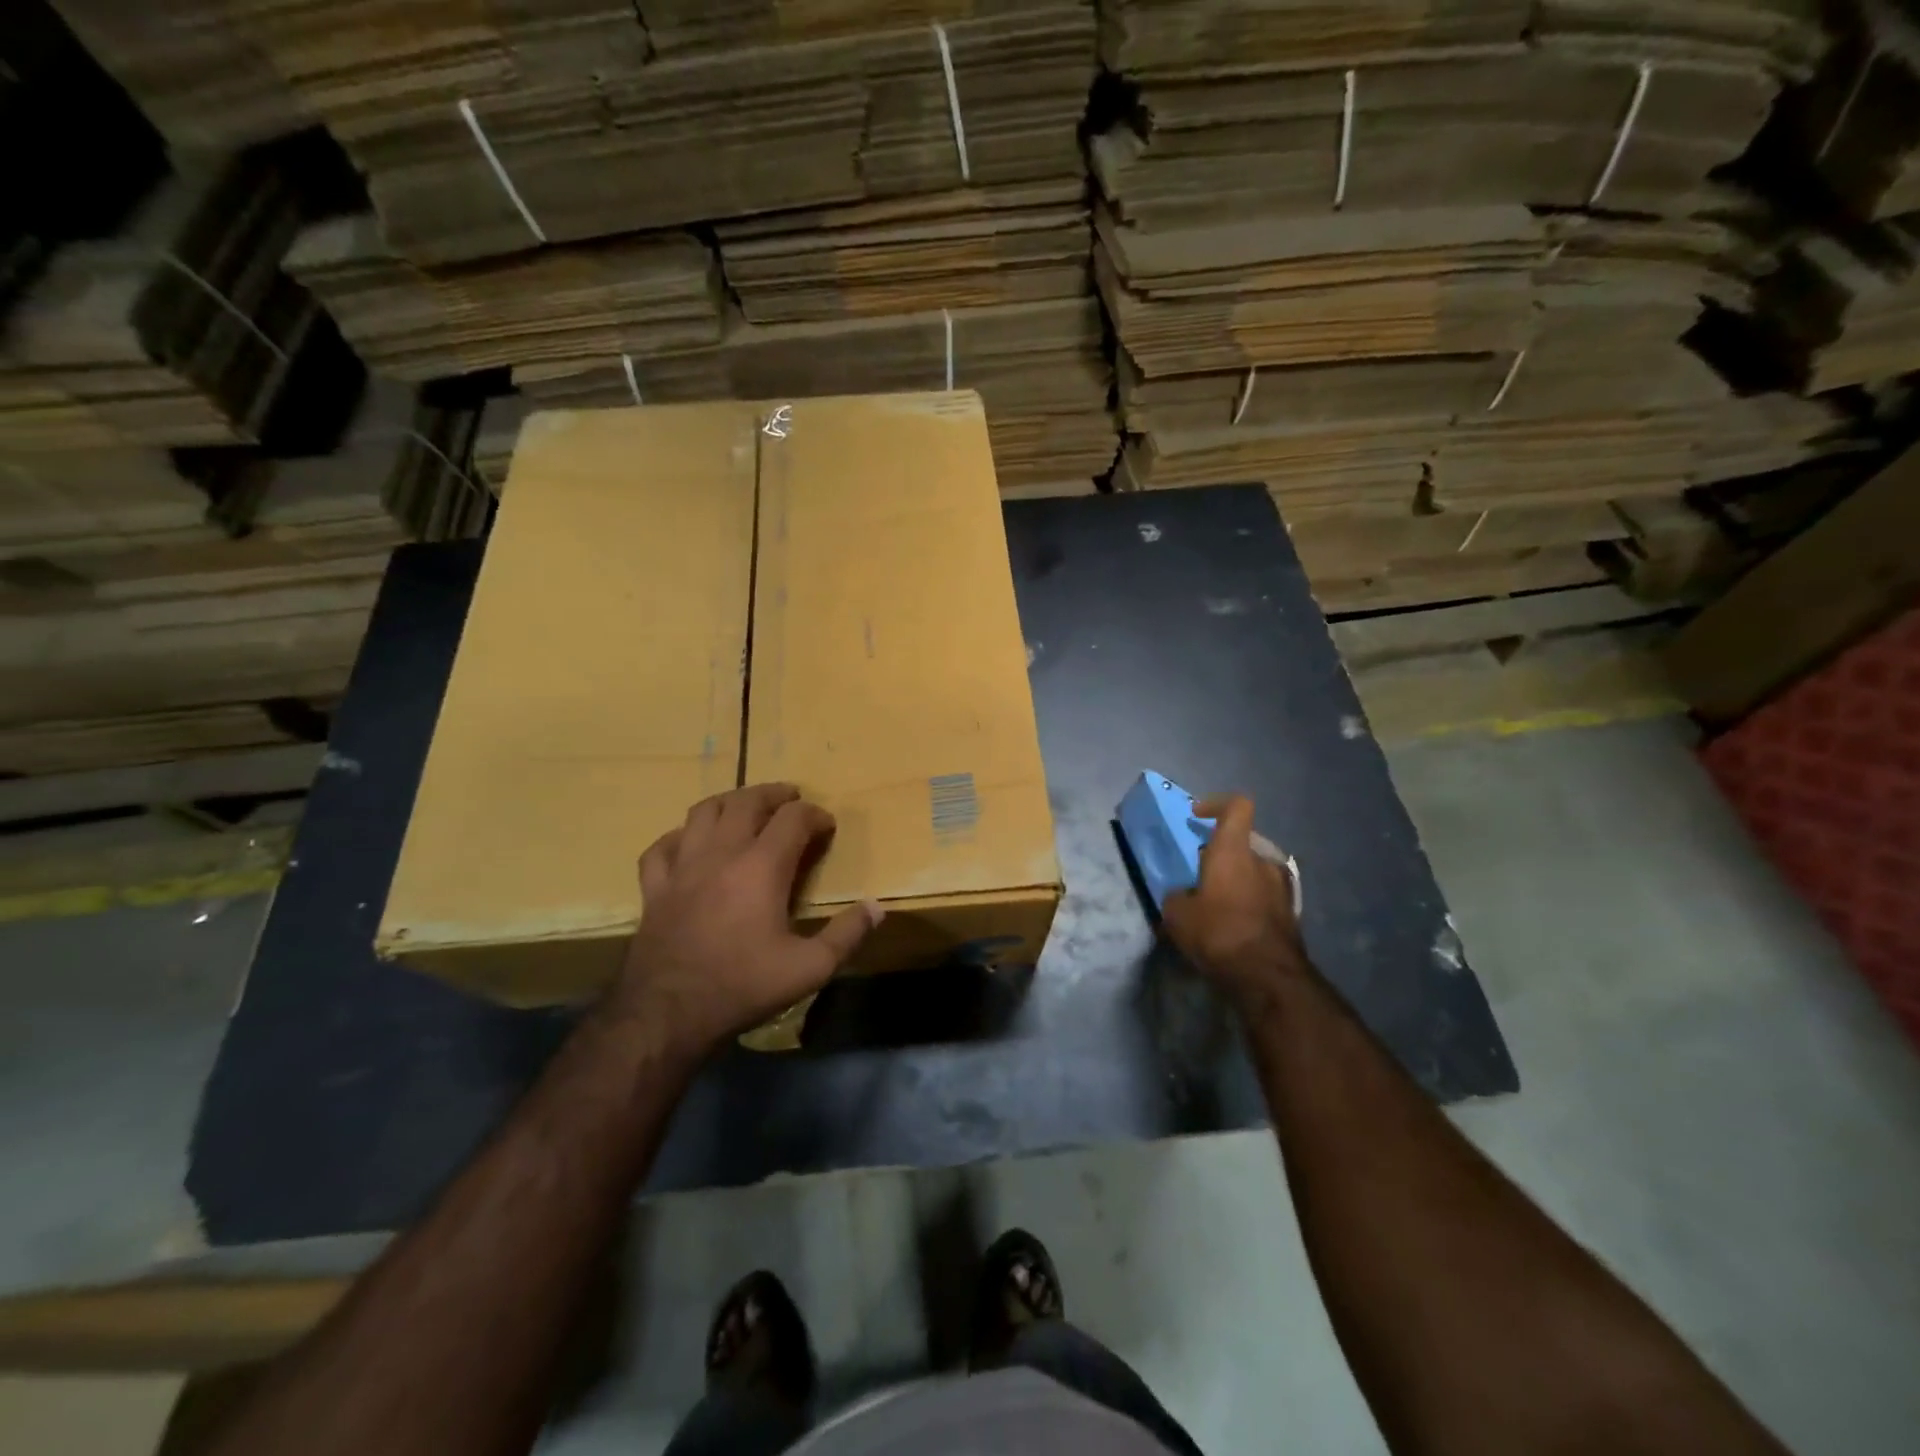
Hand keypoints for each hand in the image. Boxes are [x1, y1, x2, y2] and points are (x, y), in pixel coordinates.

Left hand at [612, 783, 881, 1055]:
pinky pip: (662, 846)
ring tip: (745, 808)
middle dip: (774, 794)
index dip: (815, 815)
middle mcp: (721, 853)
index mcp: (762, 867)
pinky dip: (680, 836)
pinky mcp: (654, 887)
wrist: (667, 1014)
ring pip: (703, 812)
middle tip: (791, 800)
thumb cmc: (743, 986)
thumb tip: (877, 907)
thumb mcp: (810, 969)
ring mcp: (682, 867)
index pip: (793, 818)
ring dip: (729, 802)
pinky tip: (690, 844)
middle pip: (747, 802)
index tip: (827, 827)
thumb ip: (847, 935)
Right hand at [1161, 794, 1308, 1011]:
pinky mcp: (1292, 915)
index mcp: (1235, 851)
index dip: (1216, 805)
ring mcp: (1283, 888)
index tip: (1197, 817)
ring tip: (1216, 904)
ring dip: (1237, 881)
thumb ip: (1176, 896)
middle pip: (1242, 843)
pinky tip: (1233, 927)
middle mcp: (1263, 861)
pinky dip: (1249, 903)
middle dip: (1220, 855)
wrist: (1269, 978)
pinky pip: (1265, 897)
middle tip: (1199, 875)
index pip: (1236, 806)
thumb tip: (1181, 895)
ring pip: (1255, 872)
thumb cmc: (1219, 933)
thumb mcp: (1177, 915)